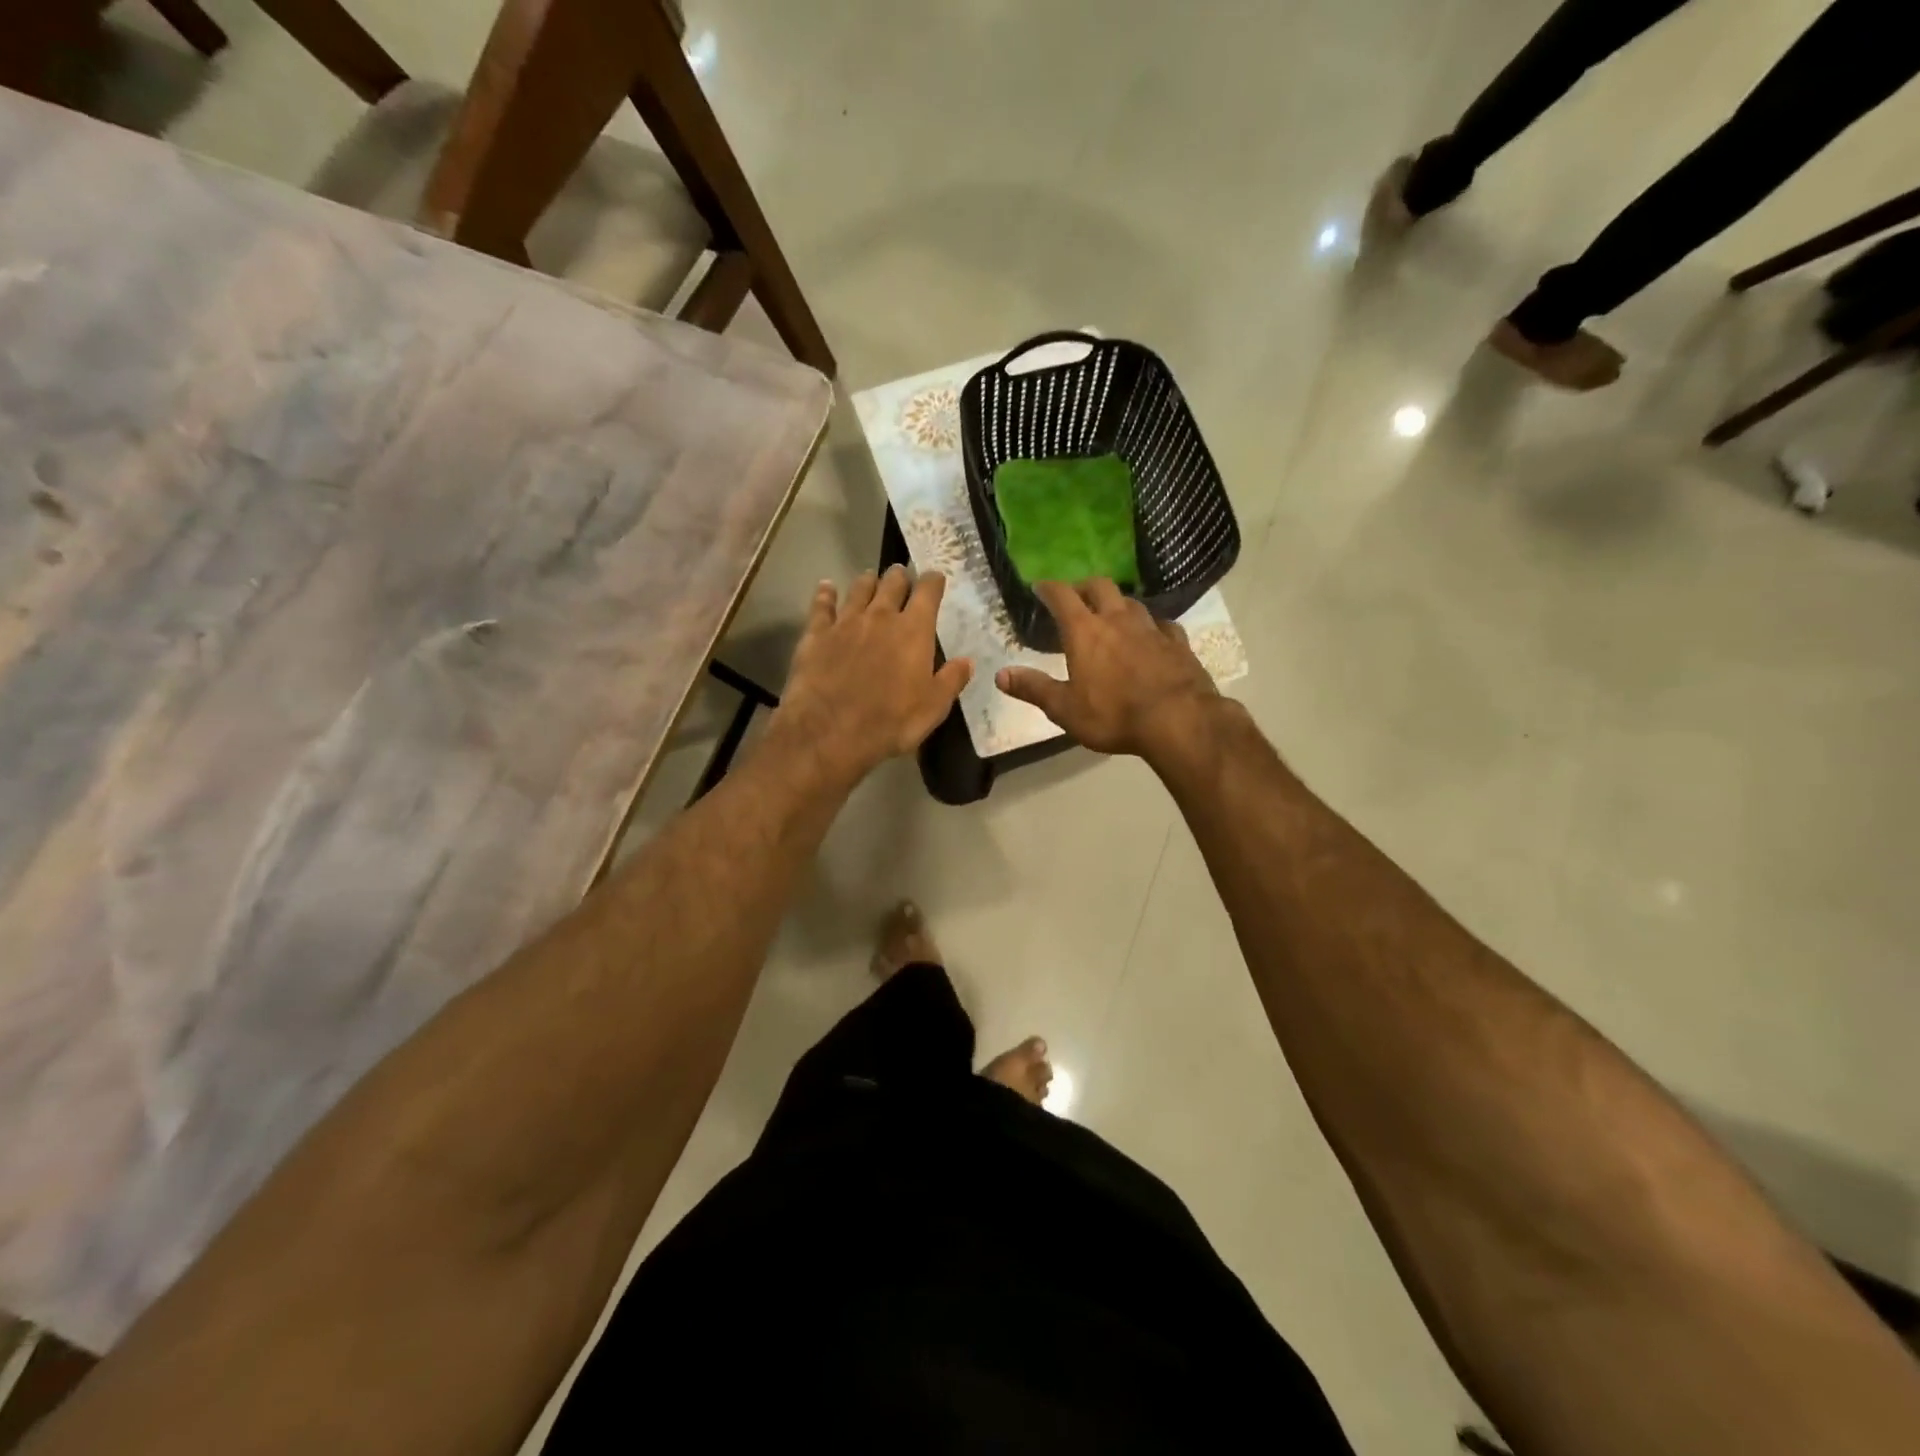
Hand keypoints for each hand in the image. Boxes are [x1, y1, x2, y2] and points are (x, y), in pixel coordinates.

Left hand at [770, 566, 971, 787]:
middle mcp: (880, 616)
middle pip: (892, 583)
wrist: (829, 732)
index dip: (933, 581)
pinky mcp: (816, 634)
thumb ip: (951, 680)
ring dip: (867, 582)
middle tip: (901, 577)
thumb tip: (967, 661)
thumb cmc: (890, 722)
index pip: (928, 592)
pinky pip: (821, 605)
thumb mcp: (933, 708)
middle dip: (899, 577)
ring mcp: (845, 622)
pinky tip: (826, 587)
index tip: (935, 578)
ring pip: (858, 589)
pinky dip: (825, 594)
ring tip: (870, 579)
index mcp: (914, 631)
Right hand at [996, 579, 1220, 761]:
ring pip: (1132, 602)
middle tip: (1077, 596)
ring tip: (1112, 615)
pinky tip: (1153, 634)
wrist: (1178, 720)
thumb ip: (1033, 689)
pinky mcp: (1178, 642)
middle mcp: (1118, 620)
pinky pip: (1162, 624)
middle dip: (1085, 587)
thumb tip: (1000, 675)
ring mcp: (1151, 628)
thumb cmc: (1114, 715)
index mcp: (1085, 632)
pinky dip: (1152, 625)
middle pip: (1101, 586)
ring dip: (1118, 604)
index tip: (1040, 586)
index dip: (1049, 588)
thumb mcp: (1065, 708)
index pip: (1062, 596)